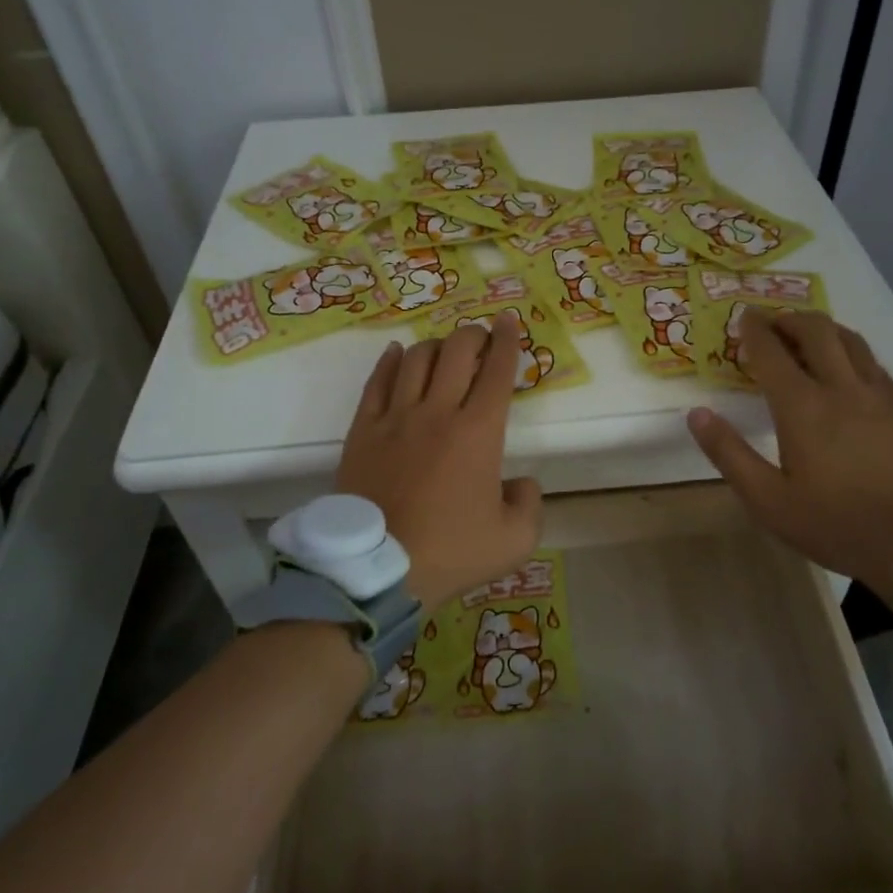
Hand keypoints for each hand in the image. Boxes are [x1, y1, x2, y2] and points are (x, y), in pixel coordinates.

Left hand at [336, 312, 543, 611]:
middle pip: (457, 352)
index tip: (508, 321)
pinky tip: (397, 353)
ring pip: (417, 359)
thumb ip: (529, 503)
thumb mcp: (515, 540)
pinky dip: (390, 361)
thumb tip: (521, 482)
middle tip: (481, 337)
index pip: (497, 370)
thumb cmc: (450, 552)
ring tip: (444, 350)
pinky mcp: (363, 430)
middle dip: (474, 334)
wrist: (377, 570)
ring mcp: (395, 417)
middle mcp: (438, 411)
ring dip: (436, 345)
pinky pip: (377, 382)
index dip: (507, 341)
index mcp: (479, 432)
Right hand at [687, 309, 892, 607]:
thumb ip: (729, 454)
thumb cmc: (837, 524)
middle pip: (816, 330)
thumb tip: (697, 414)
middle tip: (772, 324)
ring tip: (806, 337)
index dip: (754, 330)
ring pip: (850, 339)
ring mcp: (880, 394)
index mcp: (803, 407)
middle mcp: (842, 387)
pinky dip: (850, 351)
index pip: (771, 351)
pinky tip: (846, 369)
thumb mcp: (769, 501)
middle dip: (789, 319)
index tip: (743, 317)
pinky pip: (873, 362)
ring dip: (822, 328)